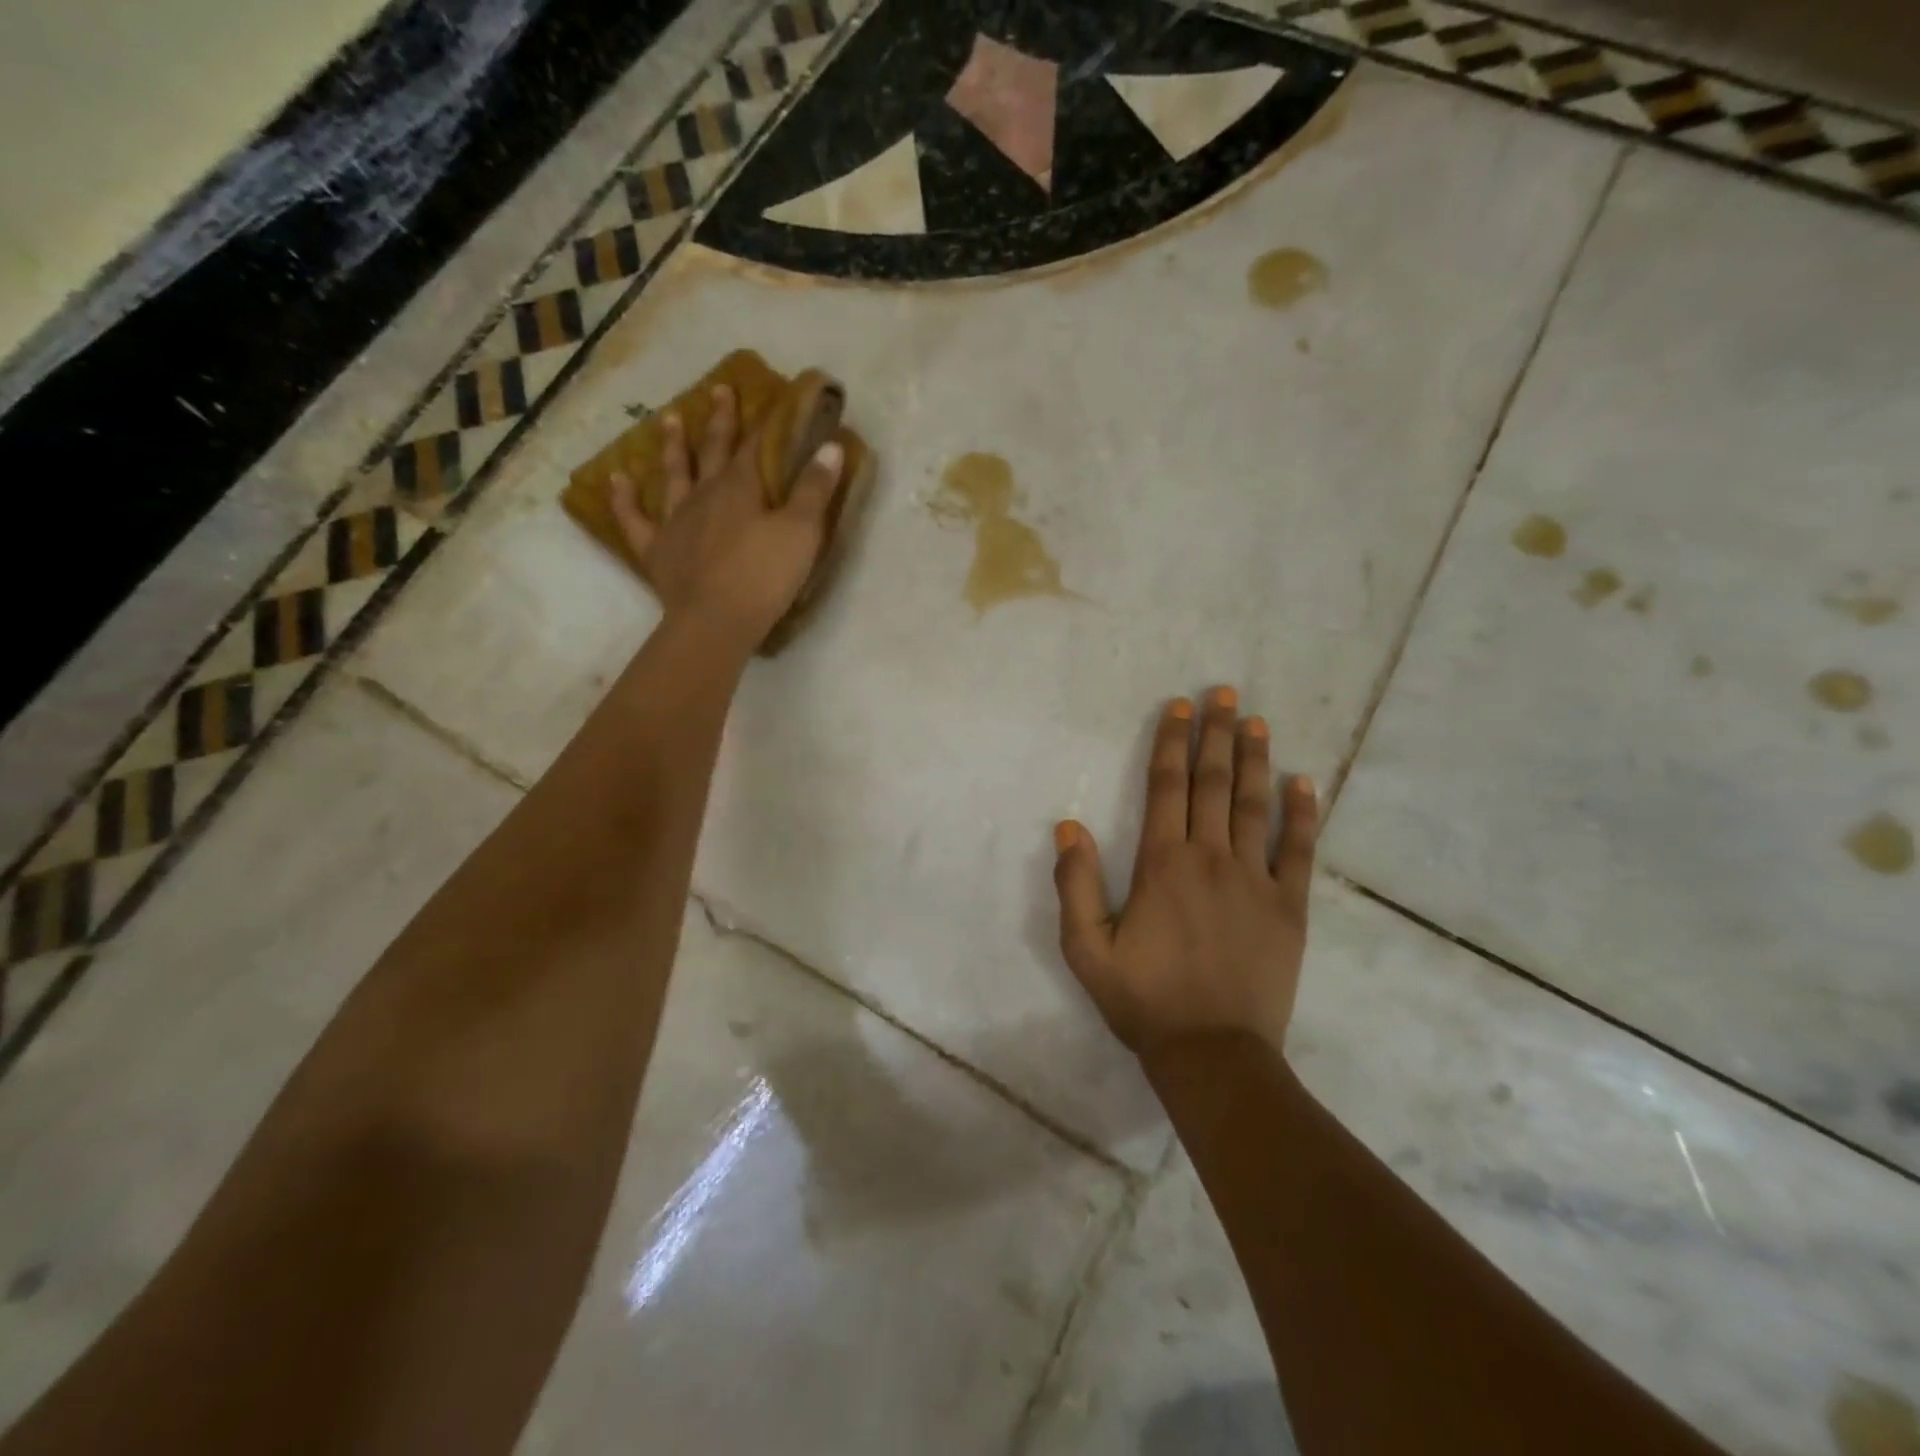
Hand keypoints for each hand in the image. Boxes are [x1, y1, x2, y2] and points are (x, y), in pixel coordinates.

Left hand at [609, 384, 842, 649]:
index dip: (763, 422)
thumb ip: (815, 489)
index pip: (753, 445)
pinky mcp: (657, 550)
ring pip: (673, 475)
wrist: (716, 621)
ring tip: (668, 419)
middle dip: (718, 421)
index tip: (769, 400)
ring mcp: (676, 521)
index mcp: (740, 487)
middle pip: (712, 450)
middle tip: (717, 391)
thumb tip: (830, 445)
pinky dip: (625, 498)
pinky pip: (635, 519)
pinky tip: (617, 480)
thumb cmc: (764, 576)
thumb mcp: (802, 532)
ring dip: (672, 447)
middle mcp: (704, 494)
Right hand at [1052, 688, 1319, 1059]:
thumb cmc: (1144, 1000)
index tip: (1180, 708)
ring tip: (1256, 722)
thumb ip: (1074, 885)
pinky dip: (1302, 813)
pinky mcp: (1289, 906)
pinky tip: (1303, 781)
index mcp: (1162, 865)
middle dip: (1217, 734)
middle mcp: (1211, 859)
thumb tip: (1069, 827)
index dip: (1172, 743)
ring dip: (1254, 760)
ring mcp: (1256, 880)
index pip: (1167, 788)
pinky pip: (1299, 850)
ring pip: (1254, 805)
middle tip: (1225, 694)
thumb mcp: (1086, 949)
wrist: (1213, 1053)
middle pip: (1213, 783)